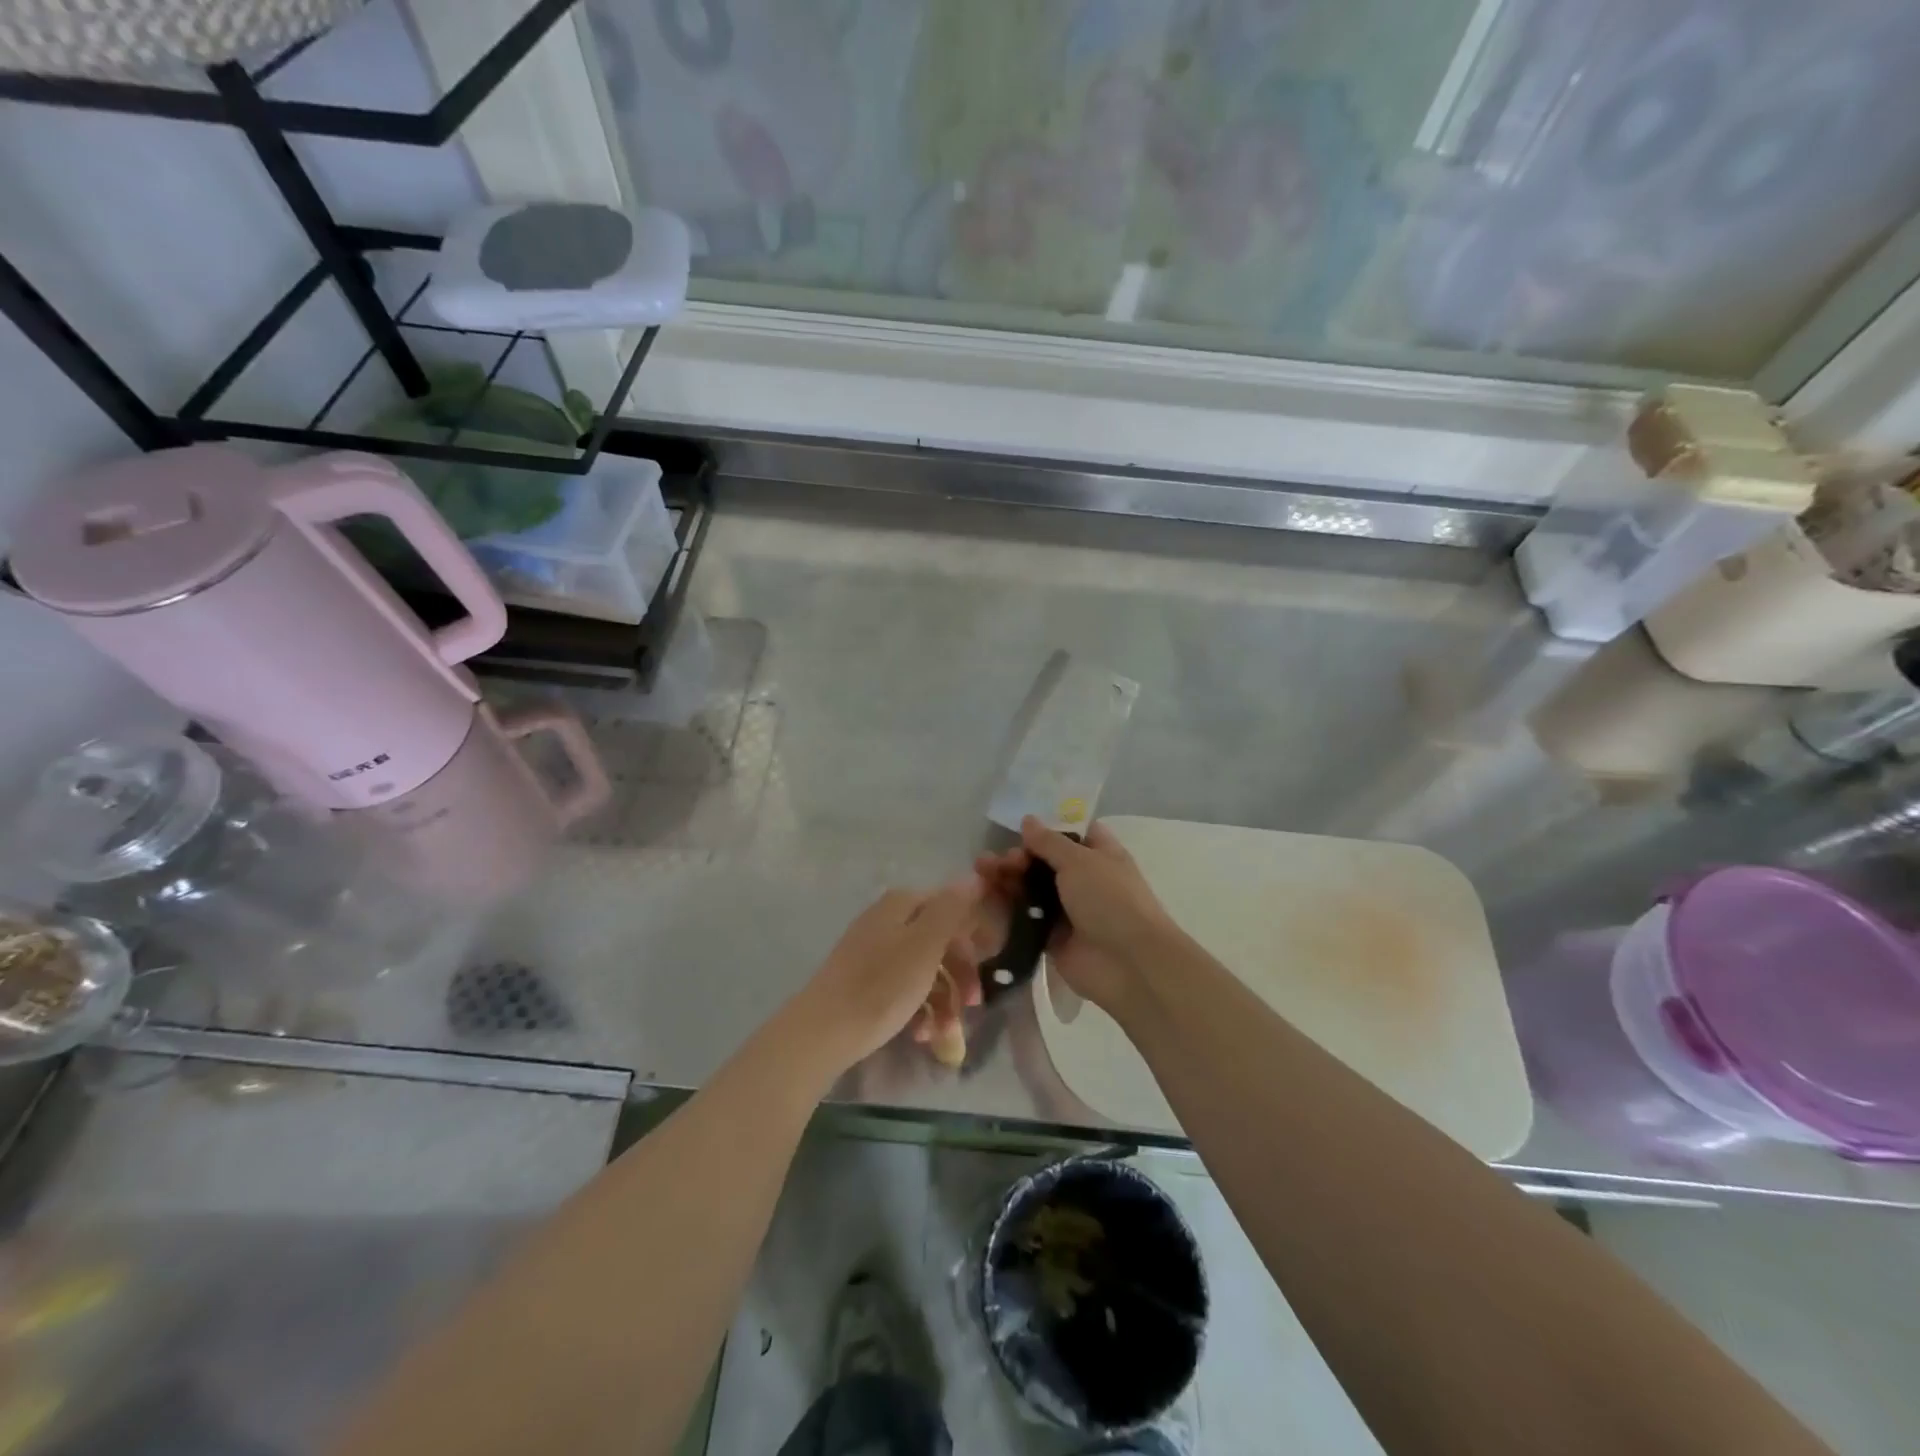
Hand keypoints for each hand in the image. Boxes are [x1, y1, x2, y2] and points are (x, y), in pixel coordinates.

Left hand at [791, 877, 984, 1072]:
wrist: (822, 1032)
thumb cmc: (882, 985)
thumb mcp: (926, 944)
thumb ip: (952, 908)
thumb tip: (974, 875)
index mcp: (901, 905)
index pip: (951, 907)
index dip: (973, 934)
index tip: (992, 963)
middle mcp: (887, 921)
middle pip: (939, 941)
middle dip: (960, 974)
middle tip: (972, 1004)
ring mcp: (873, 952)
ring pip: (924, 969)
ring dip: (942, 1000)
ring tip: (945, 1033)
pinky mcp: (864, 982)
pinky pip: (903, 989)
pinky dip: (918, 1010)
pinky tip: (921, 1035)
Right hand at [970, 818, 1177, 1013]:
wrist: (1127, 964)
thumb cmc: (1110, 900)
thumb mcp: (1080, 860)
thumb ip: (1049, 842)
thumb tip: (1028, 820)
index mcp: (1100, 855)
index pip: (1072, 834)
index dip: (1047, 829)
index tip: (1018, 827)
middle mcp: (1084, 880)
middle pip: (1044, 862)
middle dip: (1019, 857)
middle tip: (998, 859)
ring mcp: (1068, 911)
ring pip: (1032, 890)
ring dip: (1008, 879)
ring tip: (981, 871)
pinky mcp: (1052, 939)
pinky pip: (1026, 919)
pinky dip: (1007, 908)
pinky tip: (985, 898)